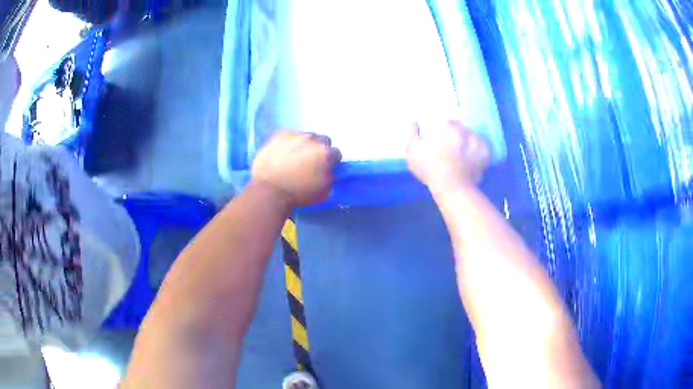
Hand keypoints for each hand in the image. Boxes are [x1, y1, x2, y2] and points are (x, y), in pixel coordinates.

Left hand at [251, 131, 341, 206]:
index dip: (331, 162)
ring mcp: (295, 135)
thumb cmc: (298, 194)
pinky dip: (289, 142)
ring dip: (304, 144)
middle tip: (311, 162)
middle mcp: (312, 139)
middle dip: (320, 149)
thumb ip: (331, 177)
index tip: (324, 169)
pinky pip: (289, 135)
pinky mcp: (279, 135)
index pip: (336, 153)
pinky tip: (283, 153)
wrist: (269, 190)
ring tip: (295, 157)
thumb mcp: (324, 192)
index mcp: (325, 153)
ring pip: (306, 136)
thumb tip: (328, 170)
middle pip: (323, 140)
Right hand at [407, 121, 489, 192]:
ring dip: (465, 141)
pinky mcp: (485, 152)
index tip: (435, 139)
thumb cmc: (429, 168)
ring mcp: (475, 139)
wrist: (452, 187)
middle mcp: (461, 127)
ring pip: (469, 136)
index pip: (441, 121)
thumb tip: (415, 122)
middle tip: (448, 147)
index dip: (437, 129)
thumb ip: (412, 134)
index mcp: (444, 124)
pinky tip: (471, 159)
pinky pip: (480, 147)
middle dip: (453, 134)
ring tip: (461, 154)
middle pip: (457, 126)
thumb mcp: (412, 151)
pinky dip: (476, 151)